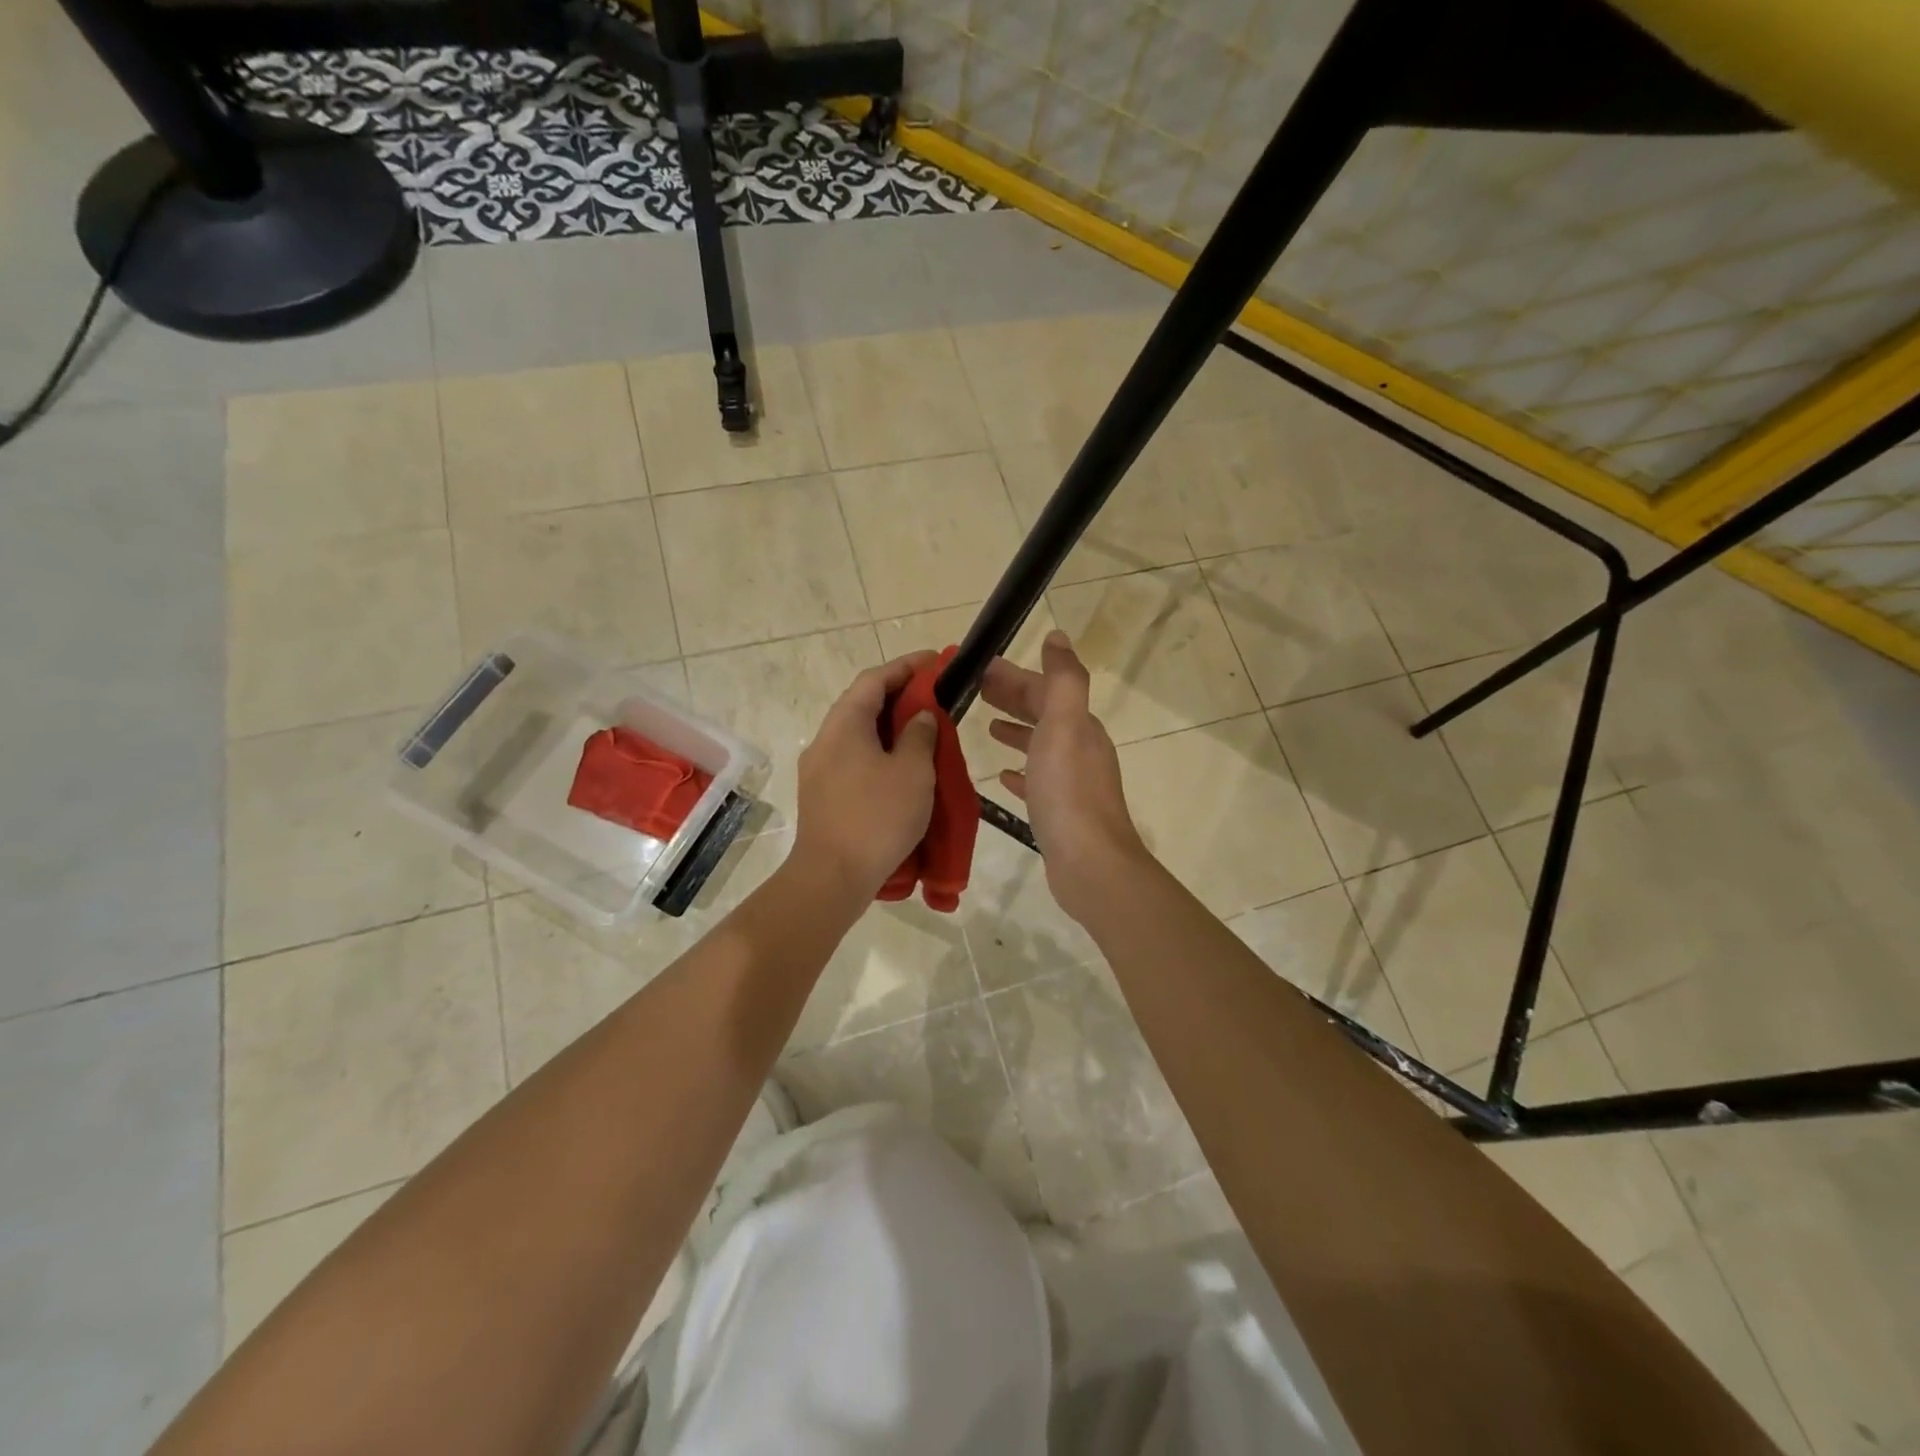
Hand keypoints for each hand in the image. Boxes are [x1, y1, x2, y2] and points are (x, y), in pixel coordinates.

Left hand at [791, 652, 940, 905]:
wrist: (832, 877)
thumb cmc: (877, 817)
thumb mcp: (912, 771)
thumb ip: (919, 734)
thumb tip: (920, 715)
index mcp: (844, 724)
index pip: (874, 679)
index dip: (906, 666)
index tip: (936, 661)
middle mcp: (825, 739)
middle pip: (862, 704)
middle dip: (899, 695)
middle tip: (934, 696)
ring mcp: (819, 769)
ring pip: (857, 734)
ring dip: (889, 727)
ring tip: (923, 731)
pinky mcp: (822, 795)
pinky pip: (853, 759)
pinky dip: (879, 752)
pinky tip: (901, 769)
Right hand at [983, 631, 1147, 922]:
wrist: (1089, 863)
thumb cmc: (1068, 791)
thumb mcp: (1065, 725)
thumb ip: (1063, 680)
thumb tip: (1058, 636)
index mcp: (1079, 726)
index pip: (1044, 689)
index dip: (1012, 676)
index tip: (977, 668)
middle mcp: (1080, 749)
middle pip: (1043, 714)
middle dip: (1012, 697)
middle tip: (974, 691)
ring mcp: (1072, 782)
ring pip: (1040, 745)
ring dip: (1016, 730)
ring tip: (987, 725)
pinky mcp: (1060, 812)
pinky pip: (1037, 780)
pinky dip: (1021, 770)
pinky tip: (1004, 775)